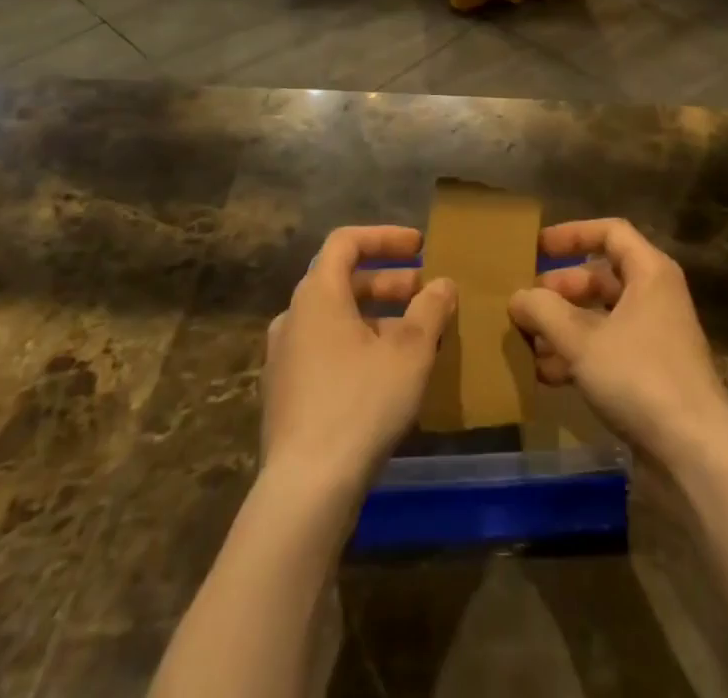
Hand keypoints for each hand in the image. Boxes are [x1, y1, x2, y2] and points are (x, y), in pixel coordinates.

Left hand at [264, 226, 456, 491]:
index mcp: (317, 295)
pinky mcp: (285, 394)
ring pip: (336, 318)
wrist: (306, 490)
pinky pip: (326, 349)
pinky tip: (388, 374)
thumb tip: (443, 284)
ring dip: (377, 316)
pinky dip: (358, 344)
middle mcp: (293, 317)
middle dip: (388, 281)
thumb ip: (430, 309)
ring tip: (416, 336)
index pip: (346, 241)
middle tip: (425, 293)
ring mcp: (284, 358)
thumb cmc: (361, 403)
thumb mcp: (410, 351)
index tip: (420, 247)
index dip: (385, 237)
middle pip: (342, 280)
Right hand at [508, 219, 727, 467]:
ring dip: (564, 326)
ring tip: (527, 342)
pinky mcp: (652, 373)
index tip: (536, 248)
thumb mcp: (582, 341)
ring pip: (602, 316)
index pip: (609, 232)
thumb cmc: (640, 378)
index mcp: (650, 273)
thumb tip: (517, 297)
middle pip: (602, 276)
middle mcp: (656, 296)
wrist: (695, 453)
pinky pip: (608, 349)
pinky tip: (545, 375)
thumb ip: (544, 312)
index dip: (571, 234)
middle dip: (561, 288)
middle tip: (526, 303)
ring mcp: (656, 336)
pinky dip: (579, 355)